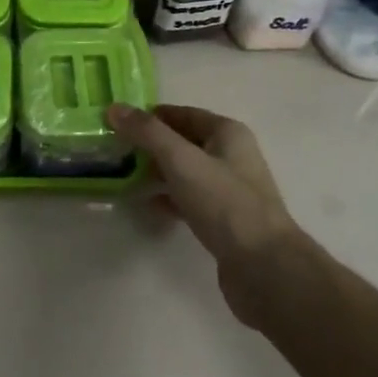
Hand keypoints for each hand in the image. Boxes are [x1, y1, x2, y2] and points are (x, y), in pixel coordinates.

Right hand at [106, 103, 304, 325]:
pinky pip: (189, 199)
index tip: (119, 122)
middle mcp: (231, 156)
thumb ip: (147, 133)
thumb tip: (114, 108)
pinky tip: (146, 204)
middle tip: (115, 149)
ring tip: (124, 175)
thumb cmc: (224, 203)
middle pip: (184, 142)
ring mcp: (229, 190)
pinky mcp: (223, 221)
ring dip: (157, 172)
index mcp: (228, 133)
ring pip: (185, 172)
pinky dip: (168, 198)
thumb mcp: (181, 160)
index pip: (183, 114)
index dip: (152, 116)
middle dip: (151, 144)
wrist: (263, 267)